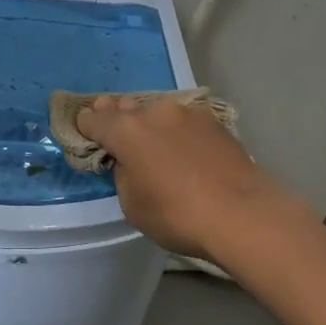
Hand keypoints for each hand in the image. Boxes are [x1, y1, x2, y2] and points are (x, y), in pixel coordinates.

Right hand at [76, 94, 297, 260]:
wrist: (242, 213)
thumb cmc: (177, 215)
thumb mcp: (133, 204)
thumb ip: (123, 175)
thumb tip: (130, 162)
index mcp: (126, 130)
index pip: (94, 121)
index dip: (85, 127)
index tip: (84, 133)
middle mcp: (154, 112)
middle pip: (126, 109)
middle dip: (116, 117)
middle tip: (113, 128)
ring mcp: (188, 113)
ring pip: (157, 112)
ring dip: (149, 123)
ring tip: (150, 140)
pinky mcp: (215, 122)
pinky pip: (184, 122)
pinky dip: (176, 131)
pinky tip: (182, 148)